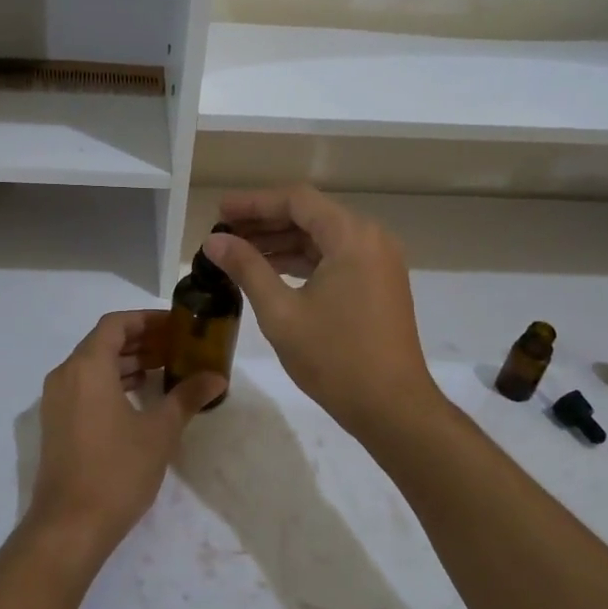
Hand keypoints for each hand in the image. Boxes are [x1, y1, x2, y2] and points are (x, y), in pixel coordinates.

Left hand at [29, 311, 224, 556]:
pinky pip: (84, 385)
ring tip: (163, 368)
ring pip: (93, 364)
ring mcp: (56, 399)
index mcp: (87, 366)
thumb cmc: (117, 470)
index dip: (146, 319)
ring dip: (126, 361)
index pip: (116, 324)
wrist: (70, 525)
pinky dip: (111, 381)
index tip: (176, 325)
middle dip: (140, 340)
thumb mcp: (160, 431)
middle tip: (176, 346)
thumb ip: (187, 396)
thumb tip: (217, 377)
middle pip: (103, 342)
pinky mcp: (56, 422)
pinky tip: (138, 396)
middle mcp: (66, 374)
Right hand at [203, 186, 443, 441]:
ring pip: (322, 237)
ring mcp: (379, 262)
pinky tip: (270, 271)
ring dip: (282, 242)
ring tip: (238, 252)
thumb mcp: (281, 312)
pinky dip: (303, 260)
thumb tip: (214, 241)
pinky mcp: (379, 284)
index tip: (220, 212)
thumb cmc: (335, 357)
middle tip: (223, 232)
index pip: (297, 200)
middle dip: (265, 221)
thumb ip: (247, 268)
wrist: (392, 408)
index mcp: (352, 237)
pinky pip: (335, 258)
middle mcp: (371, 239)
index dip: (254, 203)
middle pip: (310, 215)